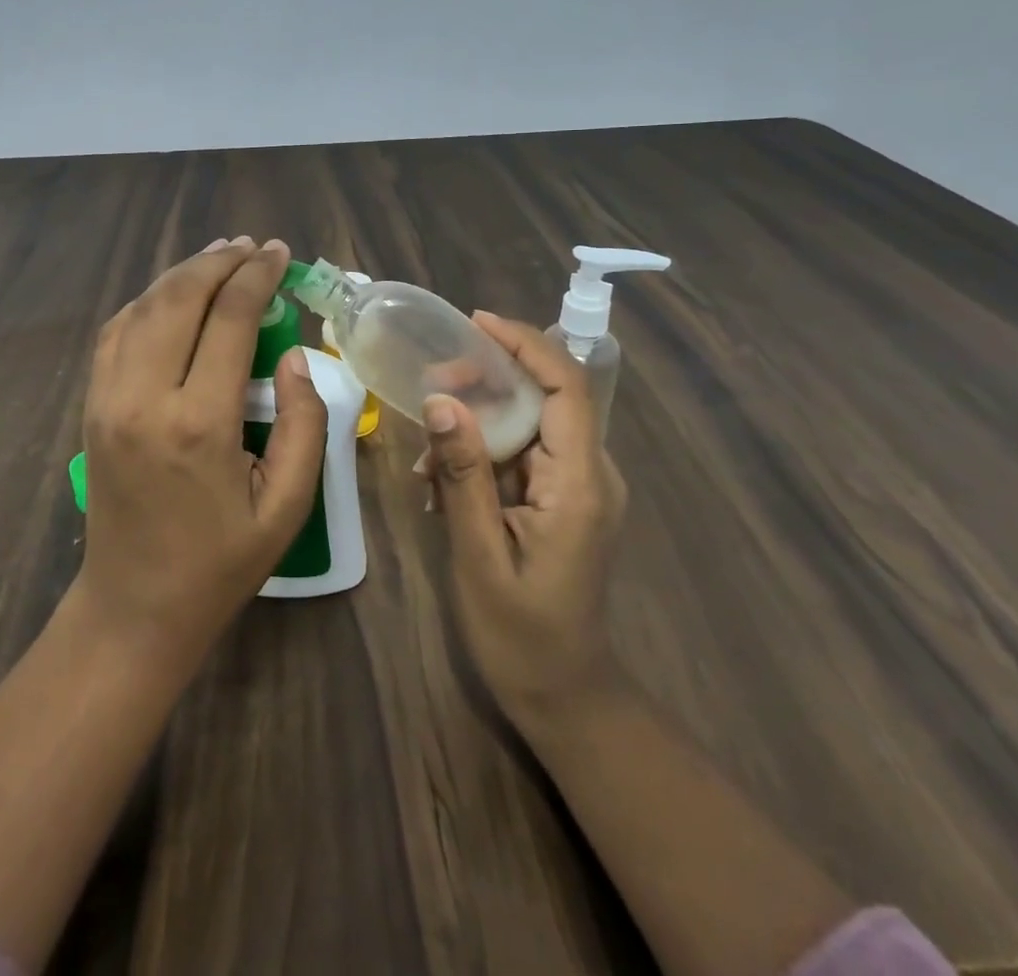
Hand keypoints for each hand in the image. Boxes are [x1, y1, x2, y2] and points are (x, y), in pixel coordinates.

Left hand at [76, 236, 327, 667]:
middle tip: (252, 247)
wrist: (134, 607)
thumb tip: (292, 357)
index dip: (258, 277)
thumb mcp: (286, 505)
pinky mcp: (92, 407)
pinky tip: (173, 295)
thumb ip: (302, 422)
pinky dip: (147, 301)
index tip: (281, 253)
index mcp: (198, 423)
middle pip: (178, 298)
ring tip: (219, 256)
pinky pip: (116, 332)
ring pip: (142, 307)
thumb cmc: (220, 563)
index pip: (229, 319)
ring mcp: (107, 399)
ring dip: (182, 274)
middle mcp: (144, 398)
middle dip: (219, 262)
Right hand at [416, 311, 626, 734]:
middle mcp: (591, 474)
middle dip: (487, 379)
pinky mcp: (564, 499)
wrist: (564, 695)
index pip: (566, 387)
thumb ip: (463, 473)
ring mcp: (580, 487)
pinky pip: (523, 453)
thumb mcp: (479, 553)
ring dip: (477, 422)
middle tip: (431, 385)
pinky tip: (444, 483)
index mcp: (580, 485)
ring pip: (528, 423)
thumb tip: (441, 399)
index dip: (525, 344)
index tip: (475, 322)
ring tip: (426, 456)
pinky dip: (483, 453)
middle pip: (544, 396)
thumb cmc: (521, 635)